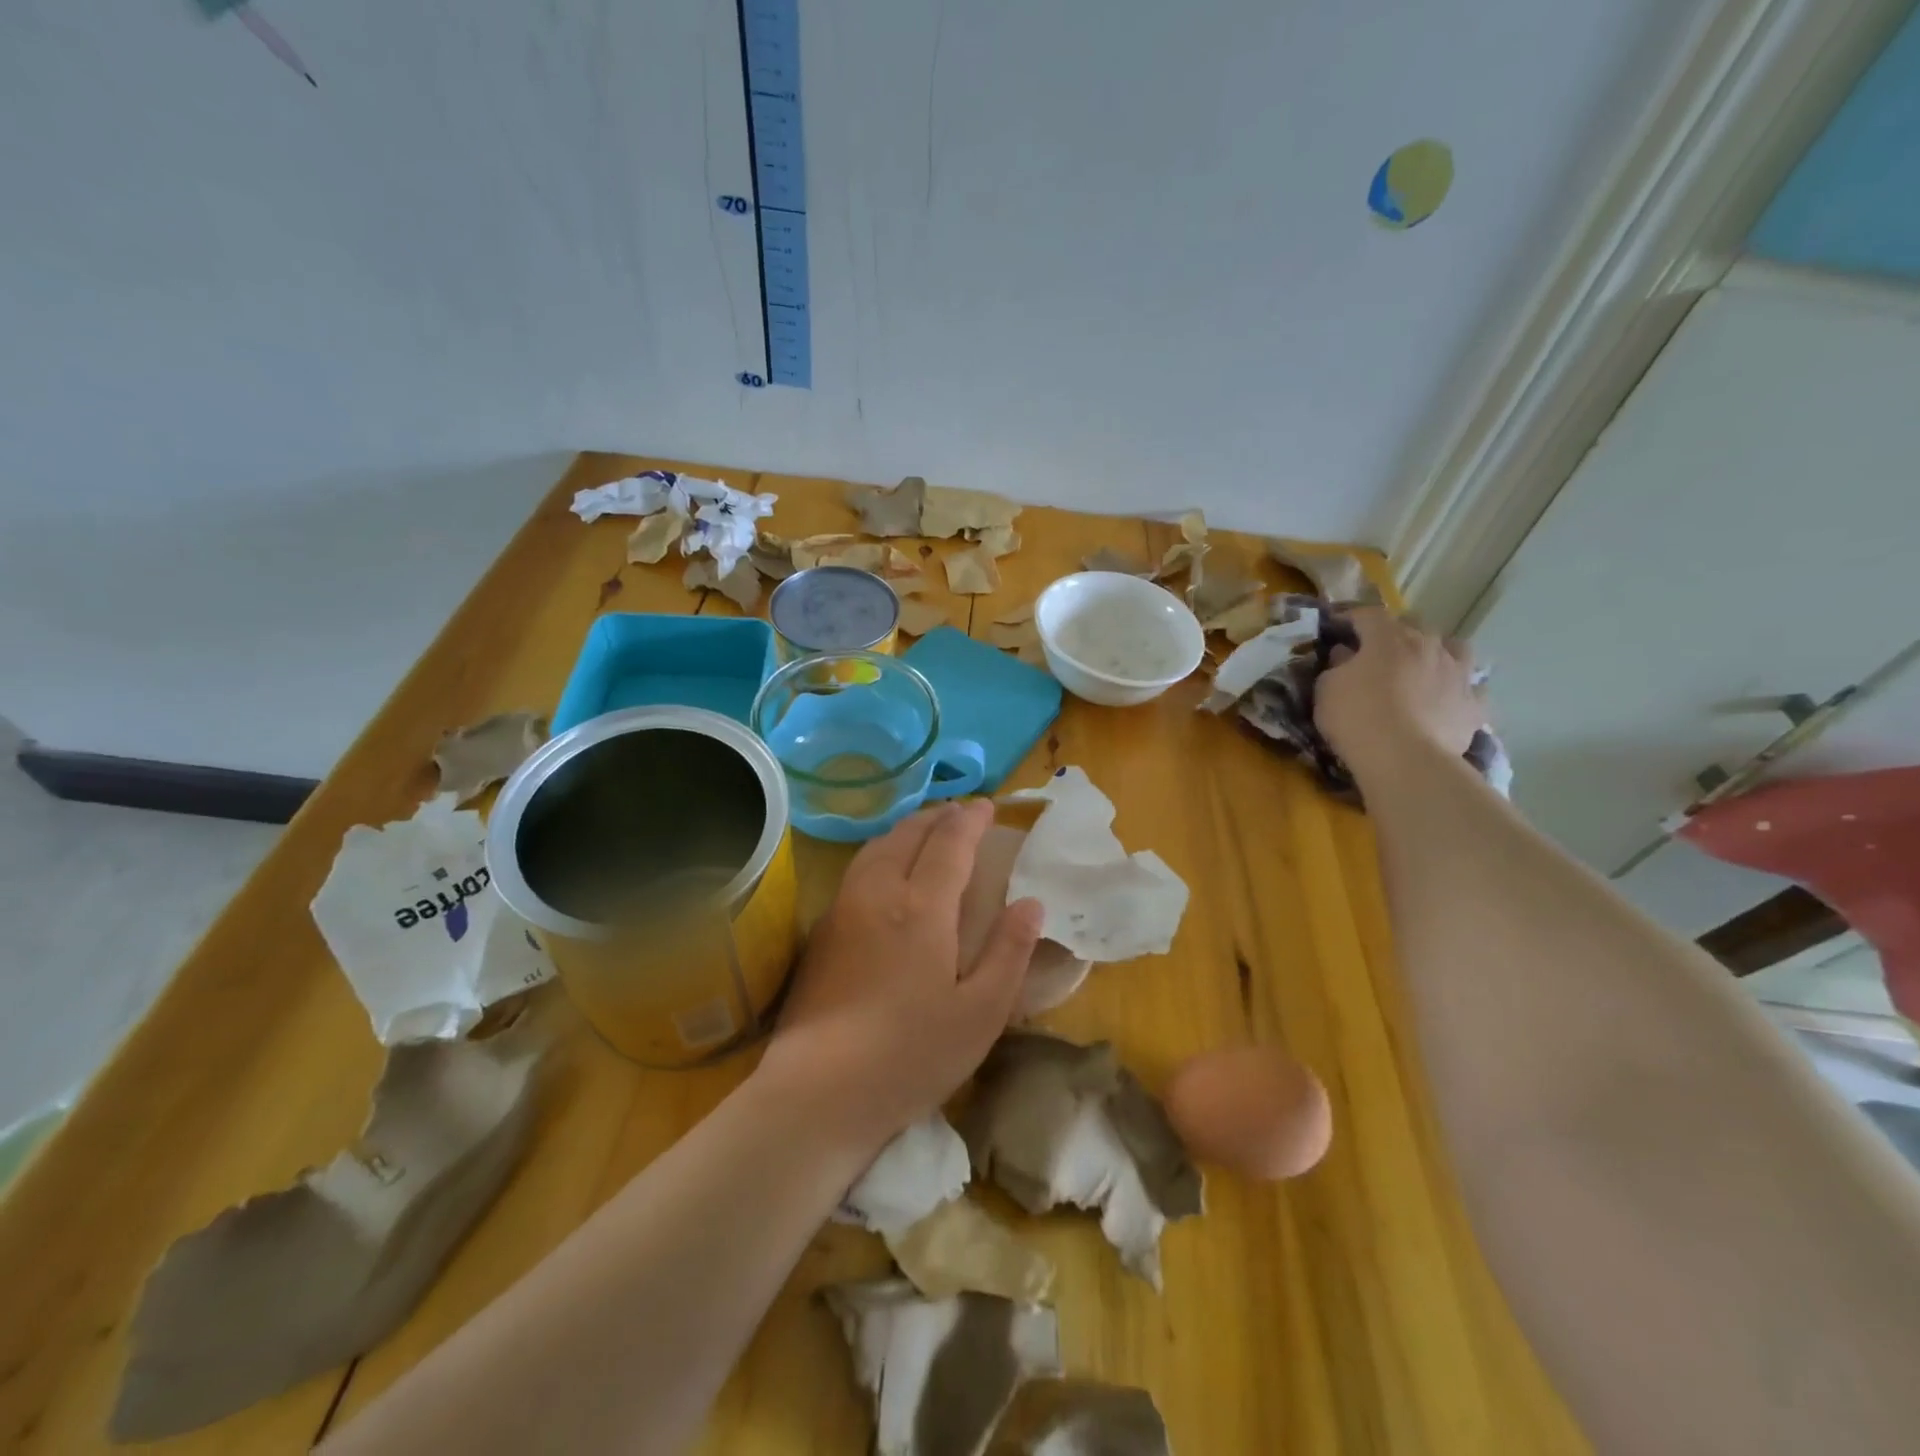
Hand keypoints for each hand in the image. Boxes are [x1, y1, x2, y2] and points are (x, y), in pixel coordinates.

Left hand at [755, 799, 1044, 1150]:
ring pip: (877, 847)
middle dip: (938, 817)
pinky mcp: (821, 931)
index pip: (950, 842)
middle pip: (908, 834)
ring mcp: (843, 908)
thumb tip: (1031, 903)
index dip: (971, 819)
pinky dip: (882, 852)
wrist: (819, 1091)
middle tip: (961, 814)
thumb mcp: (980, 1013)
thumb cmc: (910, 1054)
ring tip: (926, 833)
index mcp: (922, 907)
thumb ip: (1009, 952)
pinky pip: (858, 869)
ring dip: (906, 830)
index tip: (988, 806)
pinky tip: (888, 873)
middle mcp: (879, 892)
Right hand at [1316, 607, 1483, 786]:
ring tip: (1424, 669)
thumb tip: (1345, 654)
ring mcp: (1457, 674)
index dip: (1351, 618)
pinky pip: (1472, 690)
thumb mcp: (1326, 689)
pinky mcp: (1474, 705)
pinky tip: (1447, 702)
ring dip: (1439, 653)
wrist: (1404, 758)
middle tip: (1377, 651)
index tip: (1336, 627)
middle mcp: (1429, 646)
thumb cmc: (1356, 717)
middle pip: (1414, 626)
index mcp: (1389, 638)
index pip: (1368, 615)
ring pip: (1456, 649)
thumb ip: (1336, 666)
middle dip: (1395, 634)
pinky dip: (1459, 692)